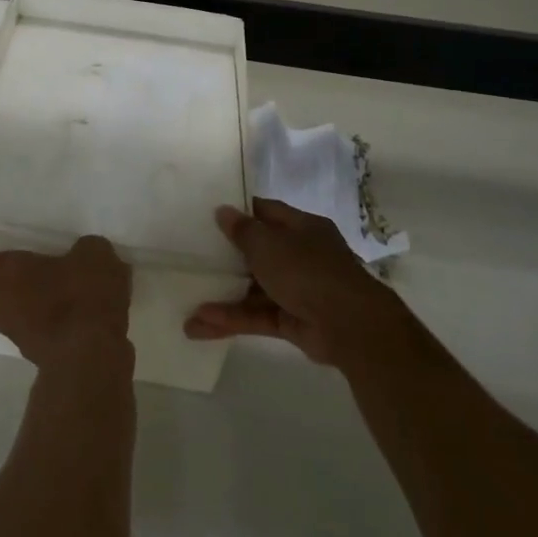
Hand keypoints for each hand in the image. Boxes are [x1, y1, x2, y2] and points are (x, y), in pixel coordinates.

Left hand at [0, 235, 133, 370]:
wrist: (93, 358)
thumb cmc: (82, 294)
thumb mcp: (93, 254)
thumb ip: (83, 252)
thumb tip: (84, 257)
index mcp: (8, 274)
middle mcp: (5, 308)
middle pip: (8, 296)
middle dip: (31, 289)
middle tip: (61, 281)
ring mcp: (22, 341)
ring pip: (29, 320)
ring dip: (49, 314)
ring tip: (85, 306)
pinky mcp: (44, 365)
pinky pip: (52, 340)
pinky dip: (67, 334)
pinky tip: (95, 328)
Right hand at [184, 199, 398, 367]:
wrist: (350, 325)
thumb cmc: (307, 270)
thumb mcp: (268, 244)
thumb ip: (242, 230)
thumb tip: (222, 211)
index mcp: (302, 228)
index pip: (266, 212)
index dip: (239, 213)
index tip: (209, 216)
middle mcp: (301, 255)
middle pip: (258, 252)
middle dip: (226, 258)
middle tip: (193, 258)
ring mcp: (298, 289)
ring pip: (254, 289)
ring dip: (223, 296)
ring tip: (188, 305)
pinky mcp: (293, 320)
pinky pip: (257, 315)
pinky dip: (233, 319)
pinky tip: (201, 323)